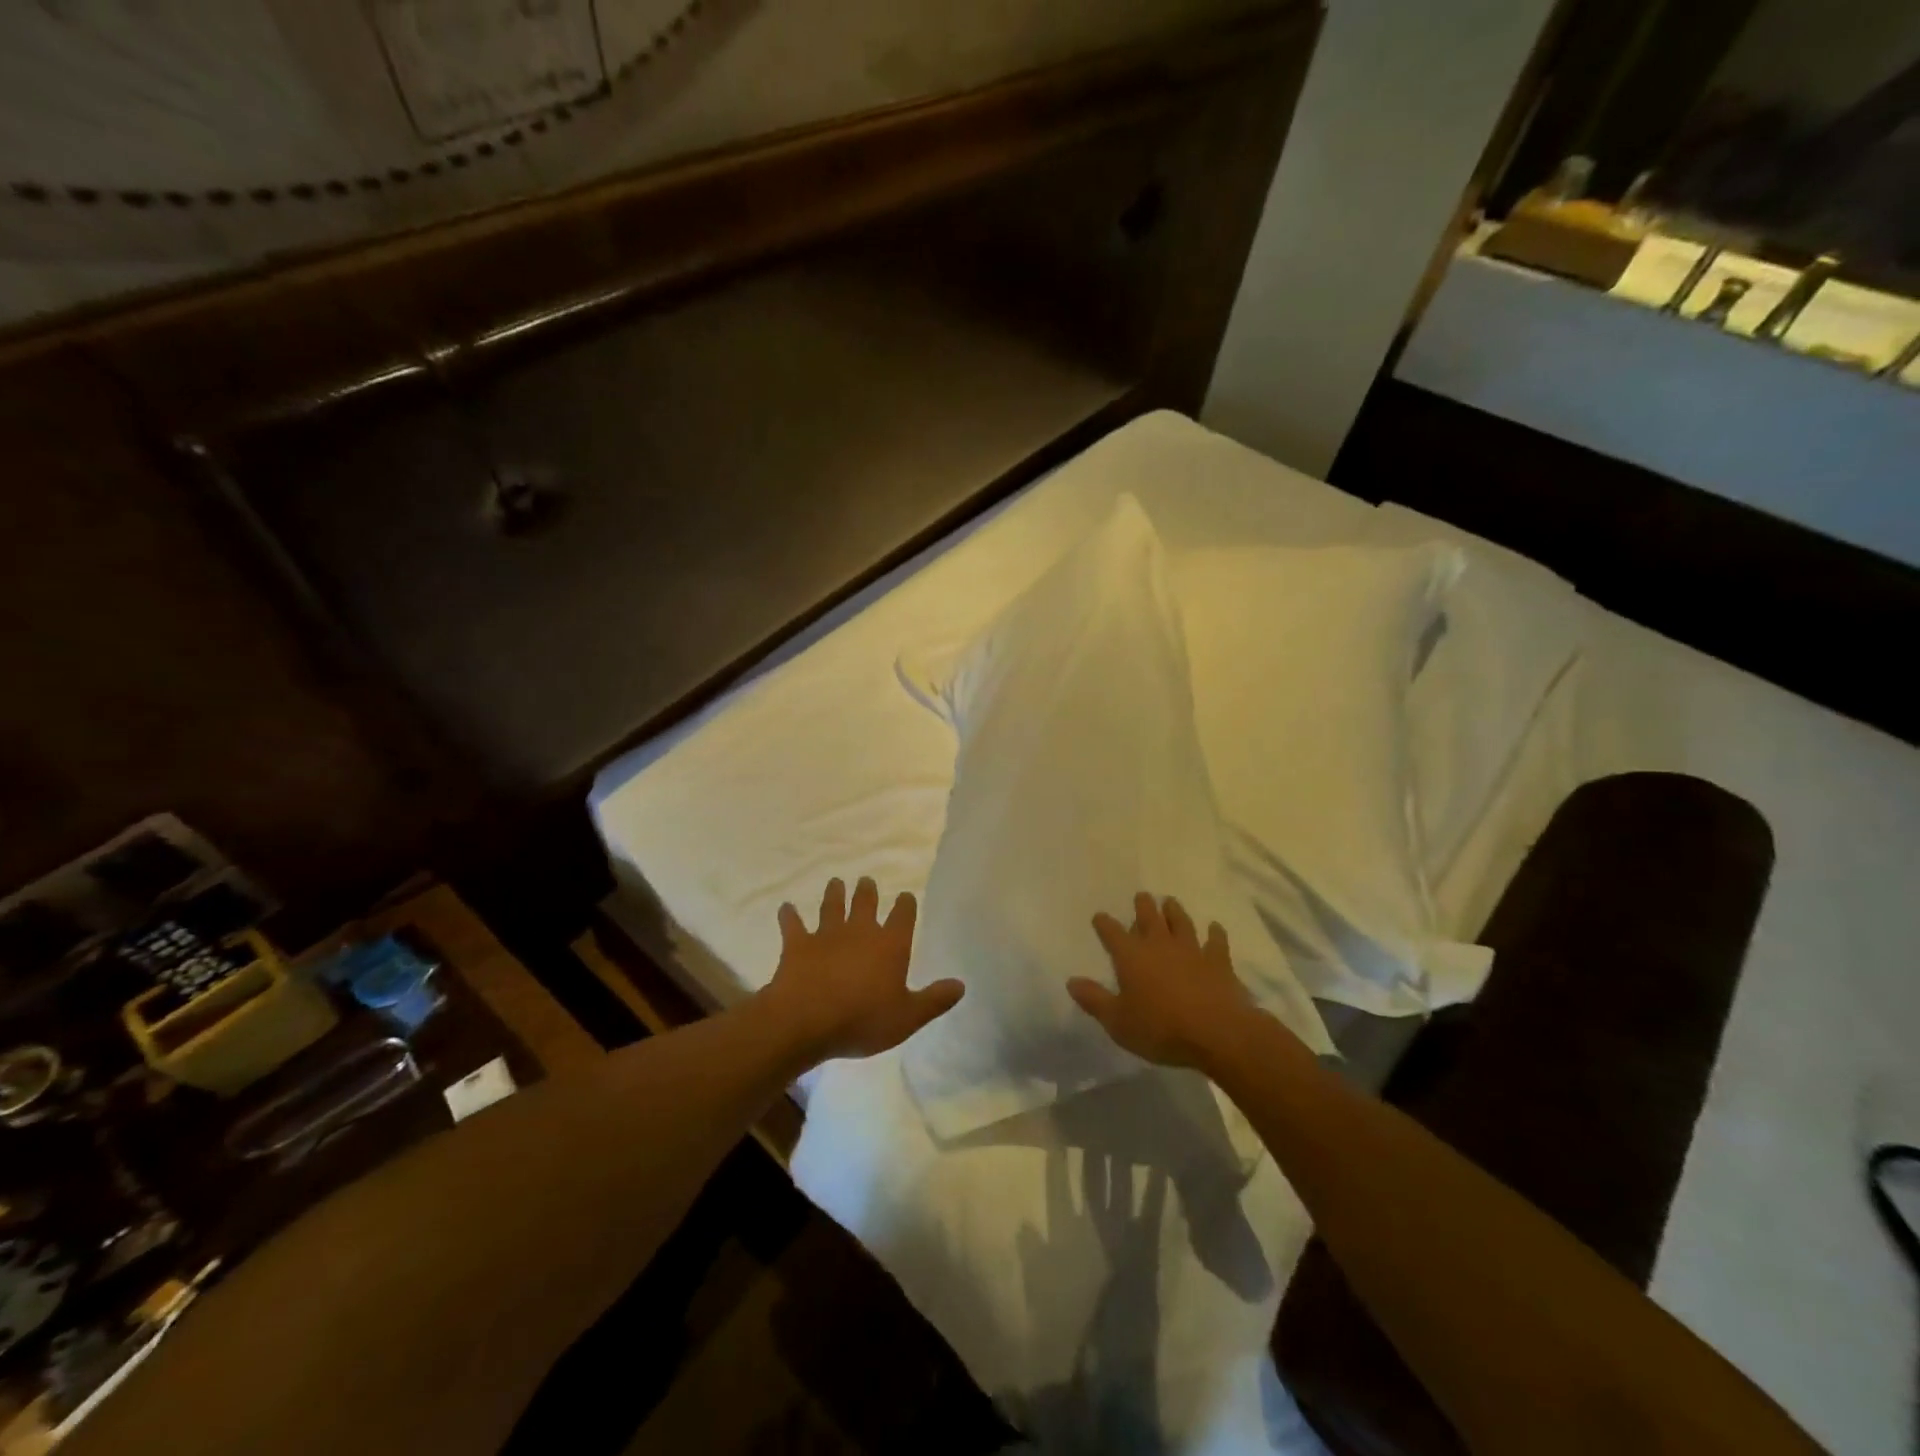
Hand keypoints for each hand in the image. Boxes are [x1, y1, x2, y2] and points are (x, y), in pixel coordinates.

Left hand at [759, 877, 962, 1064]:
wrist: (806, 1020)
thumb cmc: (863, 1020)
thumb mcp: (908, 1017)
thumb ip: (934, 1000)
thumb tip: (961, 985)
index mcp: (890, 945)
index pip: (903, 916)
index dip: (906, 905)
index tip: (906, 896)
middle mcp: (860, 931)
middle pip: (865, 903)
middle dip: (868, 891)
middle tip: (866, 881)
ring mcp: (826, 935)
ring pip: (832, 906)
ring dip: (834, 894)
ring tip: (836, 882)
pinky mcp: (797, 945)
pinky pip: (793, 925)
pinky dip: (789, 915)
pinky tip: (786, 907)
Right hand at [1068, 892, 1257, 1071]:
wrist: (1216, 1033)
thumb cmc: (1160, 1028)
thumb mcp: (1118, 1021)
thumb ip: (1094, 999)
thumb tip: (1071, 981)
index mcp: (1131, 956)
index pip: (1112, 933)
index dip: (1104, 924)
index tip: (1099, 916)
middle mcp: (1159, 945)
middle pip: (1149, 918)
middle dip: (1143, 906)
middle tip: (1141, 895)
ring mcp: (1191, 950)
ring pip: (1181, 923)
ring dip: (1174, 911)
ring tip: (1170, 902)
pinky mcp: (1218, 962)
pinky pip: (1216, 941)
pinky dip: (1215, 933)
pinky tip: (1214, 927)